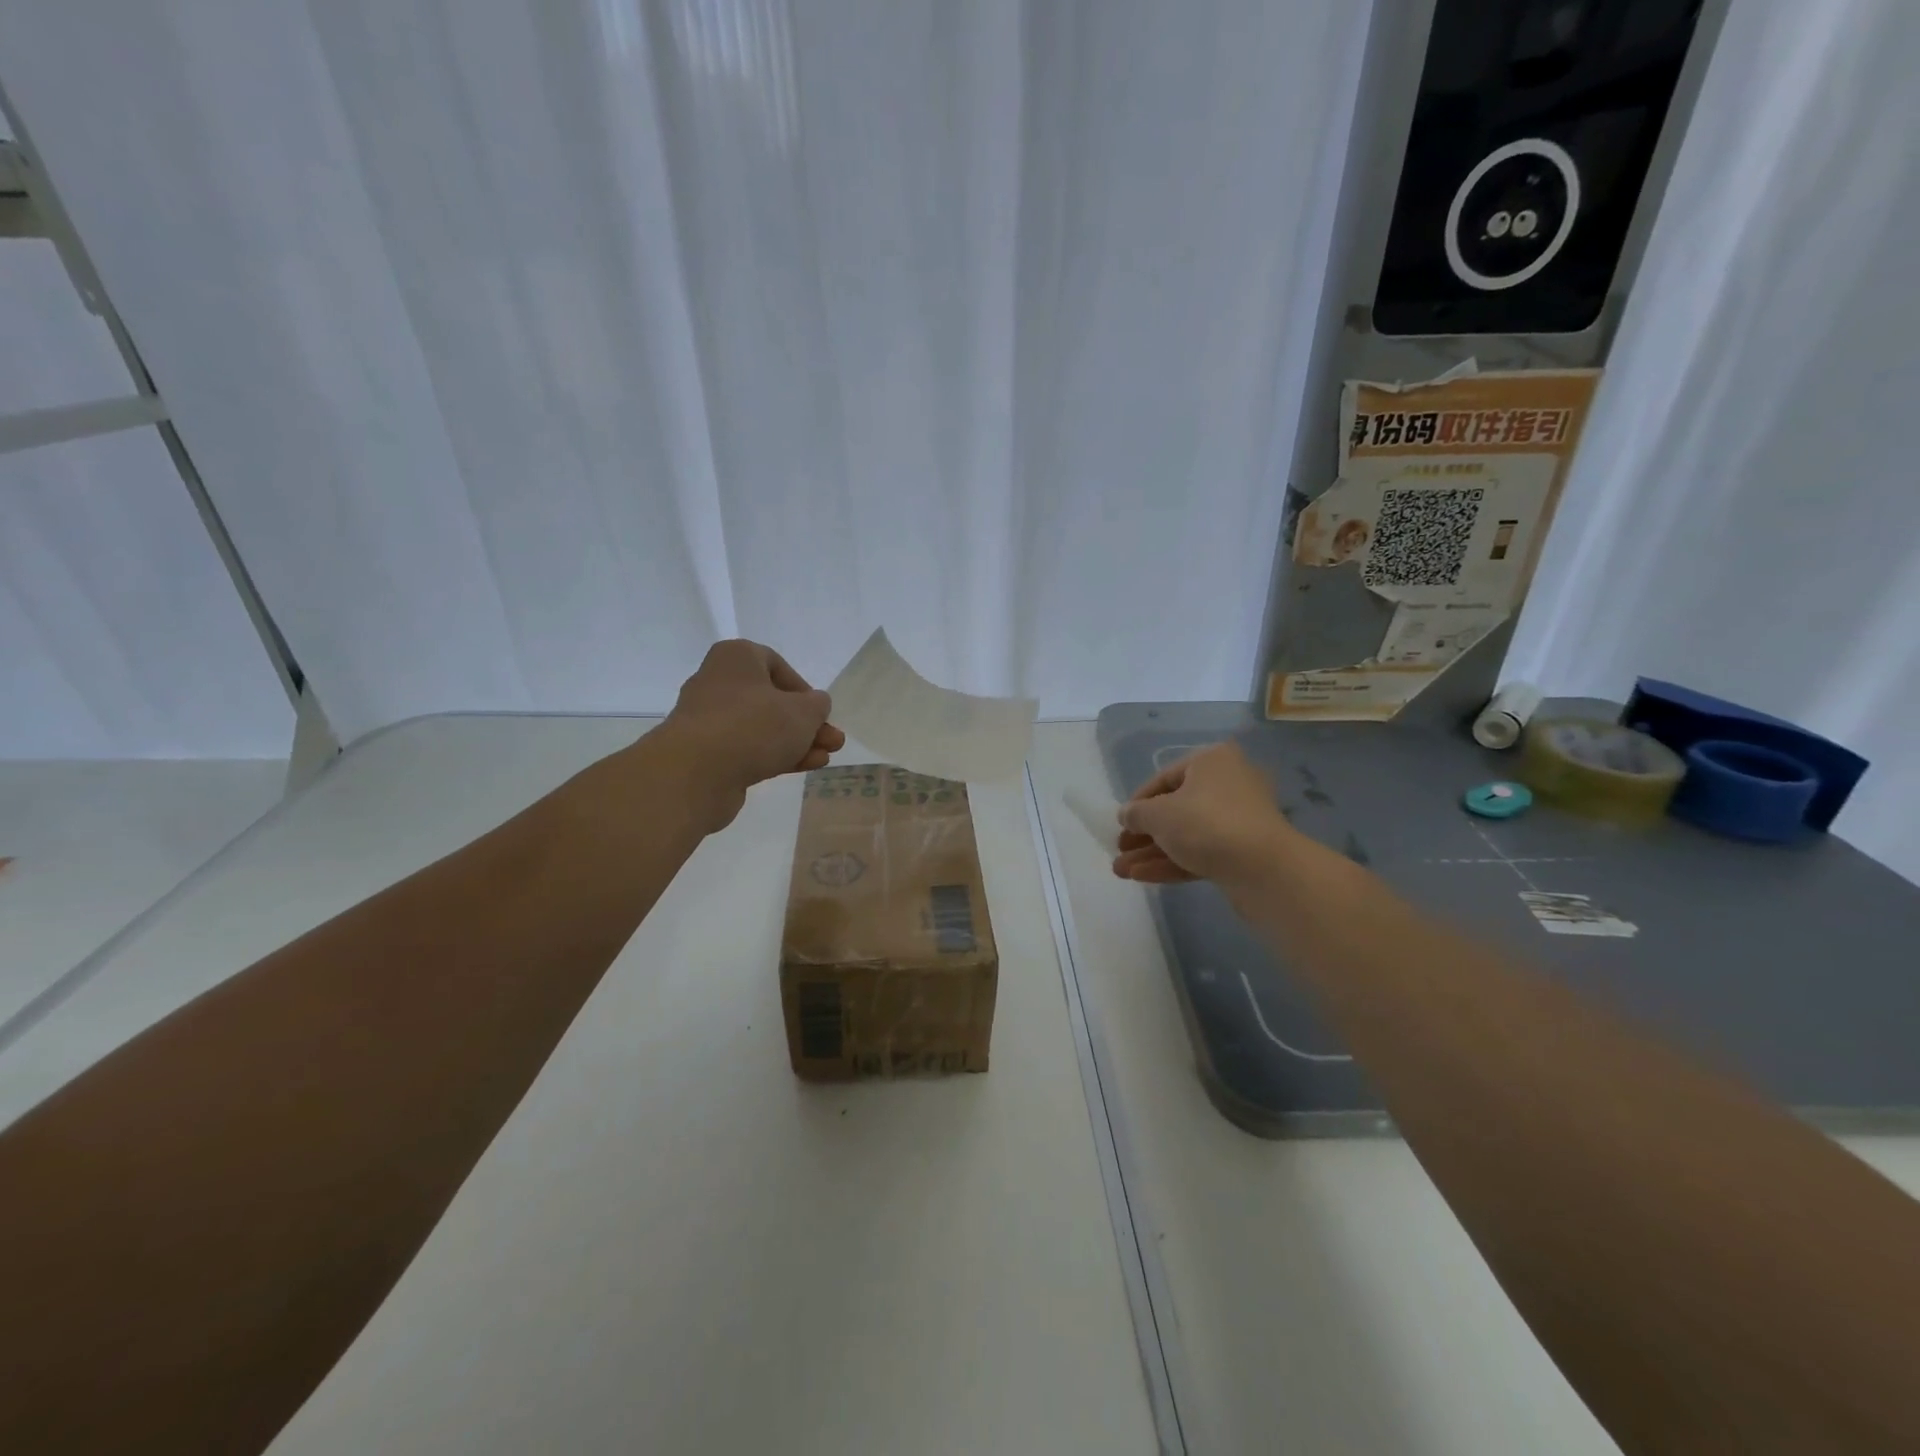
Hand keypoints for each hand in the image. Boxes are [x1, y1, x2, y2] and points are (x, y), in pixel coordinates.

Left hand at [658, 640, 844, 829]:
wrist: (696, 773)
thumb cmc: (754, 726)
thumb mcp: (803, 712)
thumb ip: (817, 705)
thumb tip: (814, 705)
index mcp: (737, 657)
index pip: (776, 665)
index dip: (803, 689)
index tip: (818, 711)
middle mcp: (718, 682)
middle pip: (771, 701)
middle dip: (806, 723)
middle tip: (832, 741)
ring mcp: (710, 720)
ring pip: (762, 728)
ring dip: (796, 742)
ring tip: (825, 758)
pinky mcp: (707, 754)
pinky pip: (749, 749)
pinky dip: (776, 756)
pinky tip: (804, 767)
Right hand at [1112, 741, 1295, 884]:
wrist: (1264, 869)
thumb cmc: (1205, 824)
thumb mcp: (1158, 814)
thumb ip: (1136, 813)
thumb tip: (1127, 815)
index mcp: (1211, 762)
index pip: (1164, 779)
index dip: (1137, 802)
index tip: (1120, 824)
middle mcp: (1228, 784)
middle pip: (1175, 809)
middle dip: (1143, 834)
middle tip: (1120, 850)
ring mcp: (1238, 820)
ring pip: (1186, 834)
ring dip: (1153, 852)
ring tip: (1121, 871)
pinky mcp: (1243, 852)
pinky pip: (1201, 852)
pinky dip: (1173, 862)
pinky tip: (1142, 877)